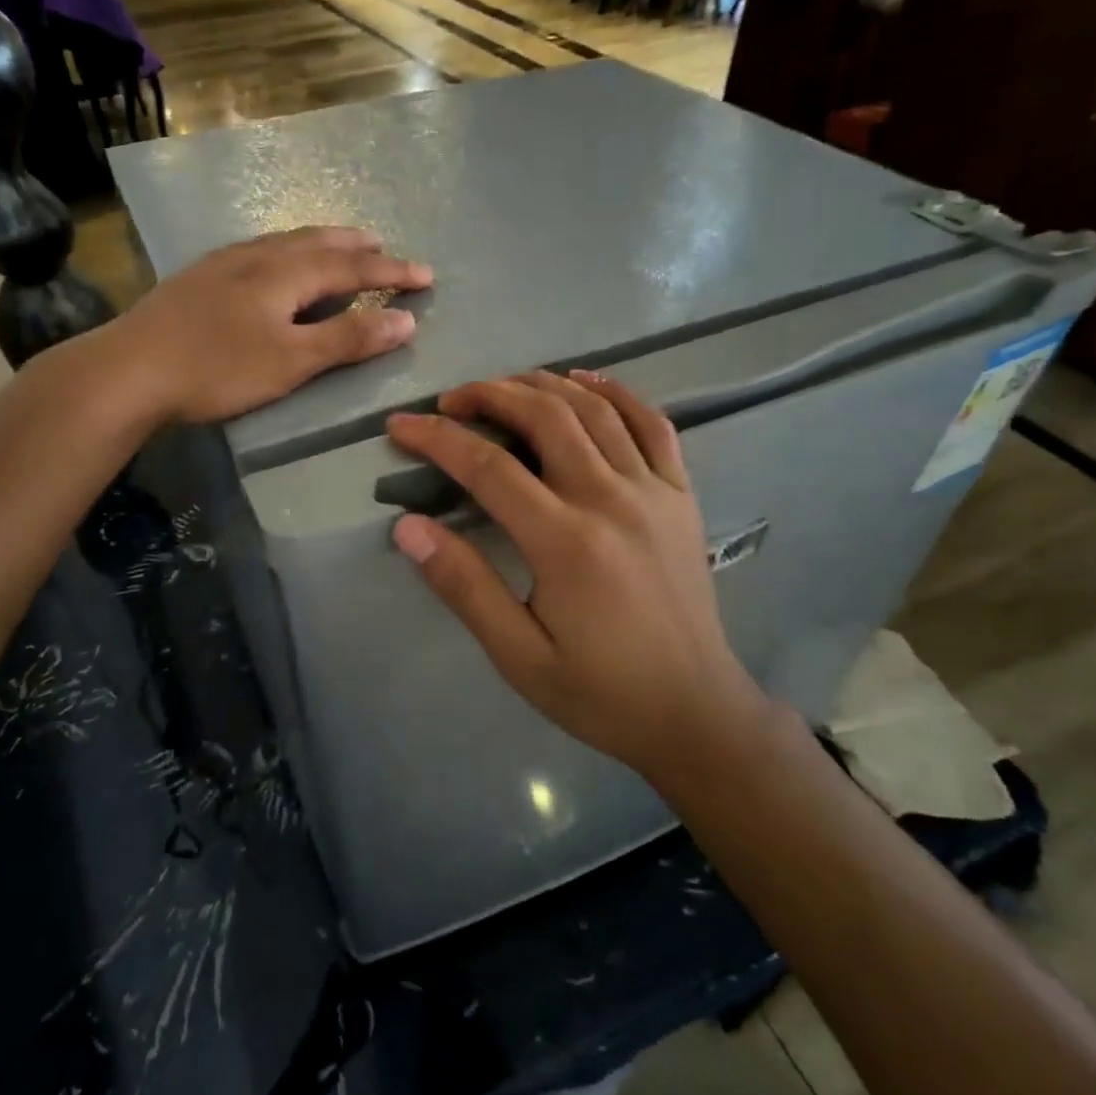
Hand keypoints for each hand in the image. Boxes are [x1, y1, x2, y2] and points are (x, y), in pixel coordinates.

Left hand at [116, 226, 431, 423]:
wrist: (130, 369)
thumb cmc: (218, 368)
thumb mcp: (291, 361)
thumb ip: (348, 339)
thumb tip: (405, 320)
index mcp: (285, 273)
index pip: (352, 265)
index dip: (391, 270)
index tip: (426, 275)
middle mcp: (257, 256)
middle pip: (317, 242)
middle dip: (355, 245)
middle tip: (382, 244)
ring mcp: (223, 264)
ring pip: (283, 241)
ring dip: (318, 241)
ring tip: (335, 244)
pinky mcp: (198, 278)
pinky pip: (257, 250)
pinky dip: (283, 250)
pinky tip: (270, 262)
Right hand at [385, 371, 772, 776]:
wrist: (695, 713)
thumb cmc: (599, 692)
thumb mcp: (518, 655)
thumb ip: (464, 586)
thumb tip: (408, 527)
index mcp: (565, 541)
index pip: (488, 467)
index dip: (438, 439)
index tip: (400, 426)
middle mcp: (611, 500)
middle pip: (544, 417)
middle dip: (488, 395)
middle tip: (450, 401)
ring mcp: (654, 491)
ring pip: (594, 409)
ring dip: (542, 385)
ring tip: (502, 386)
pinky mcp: (681, 496)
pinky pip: (653, 424)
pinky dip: (617, 392)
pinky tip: (586, 381)